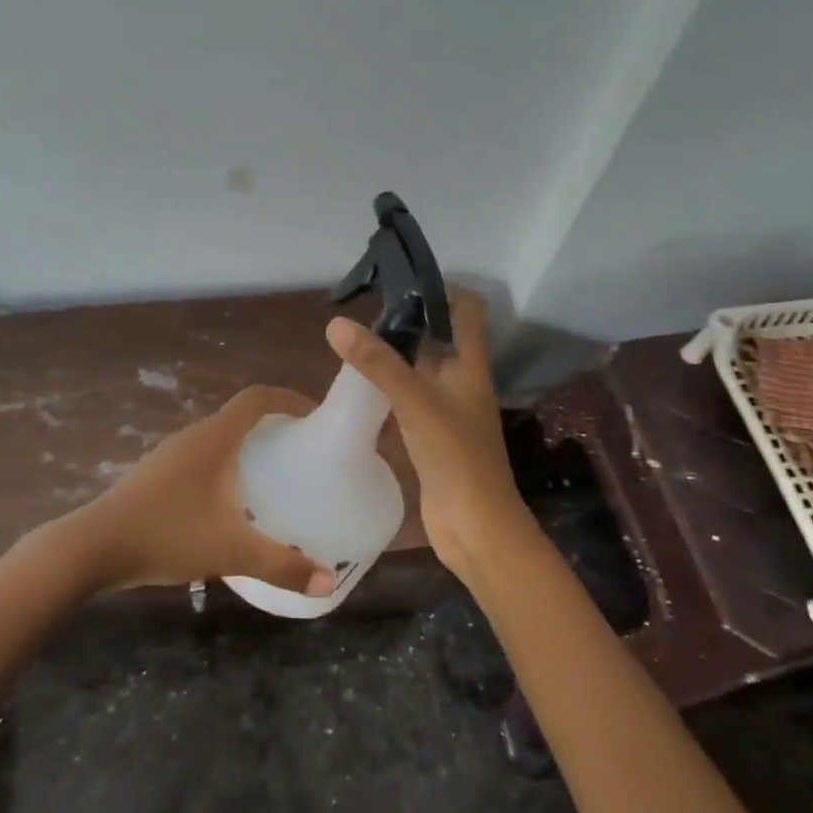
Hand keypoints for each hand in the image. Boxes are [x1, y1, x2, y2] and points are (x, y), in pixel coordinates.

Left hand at [60, 387, 338, 597]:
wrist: (94, 546)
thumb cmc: (168, 534)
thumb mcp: (231, 551)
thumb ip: (282, 565)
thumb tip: (328, 582)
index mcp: (214, 438)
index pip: (256, 398)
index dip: (288, 398)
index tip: (315, 414)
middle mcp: (193, 436)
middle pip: (239, 415)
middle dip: (273, 424)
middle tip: (302, 449)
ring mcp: (170, 454)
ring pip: (219, 437)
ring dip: (247, 445)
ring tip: (274, 474)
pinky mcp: (156, 474)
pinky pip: (202, 456)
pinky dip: (225, 464)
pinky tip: (231, 501)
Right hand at [326, 289, 531, 582]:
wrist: (475, 529)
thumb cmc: (456, 458)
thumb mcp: (416, 403)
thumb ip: (378, 364)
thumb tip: (336, 324)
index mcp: (469, 365)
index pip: (466, 310)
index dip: (440, 290)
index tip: (399, 283)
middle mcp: (460, 381)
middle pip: (434, 338)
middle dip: (401, 324)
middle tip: (359, 314)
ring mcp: (445, 410)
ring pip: (416, 372)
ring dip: (389, 359)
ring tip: (349, 346)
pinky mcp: (430, 436)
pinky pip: (405, 402)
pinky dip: (384, 393)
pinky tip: (355, 392)